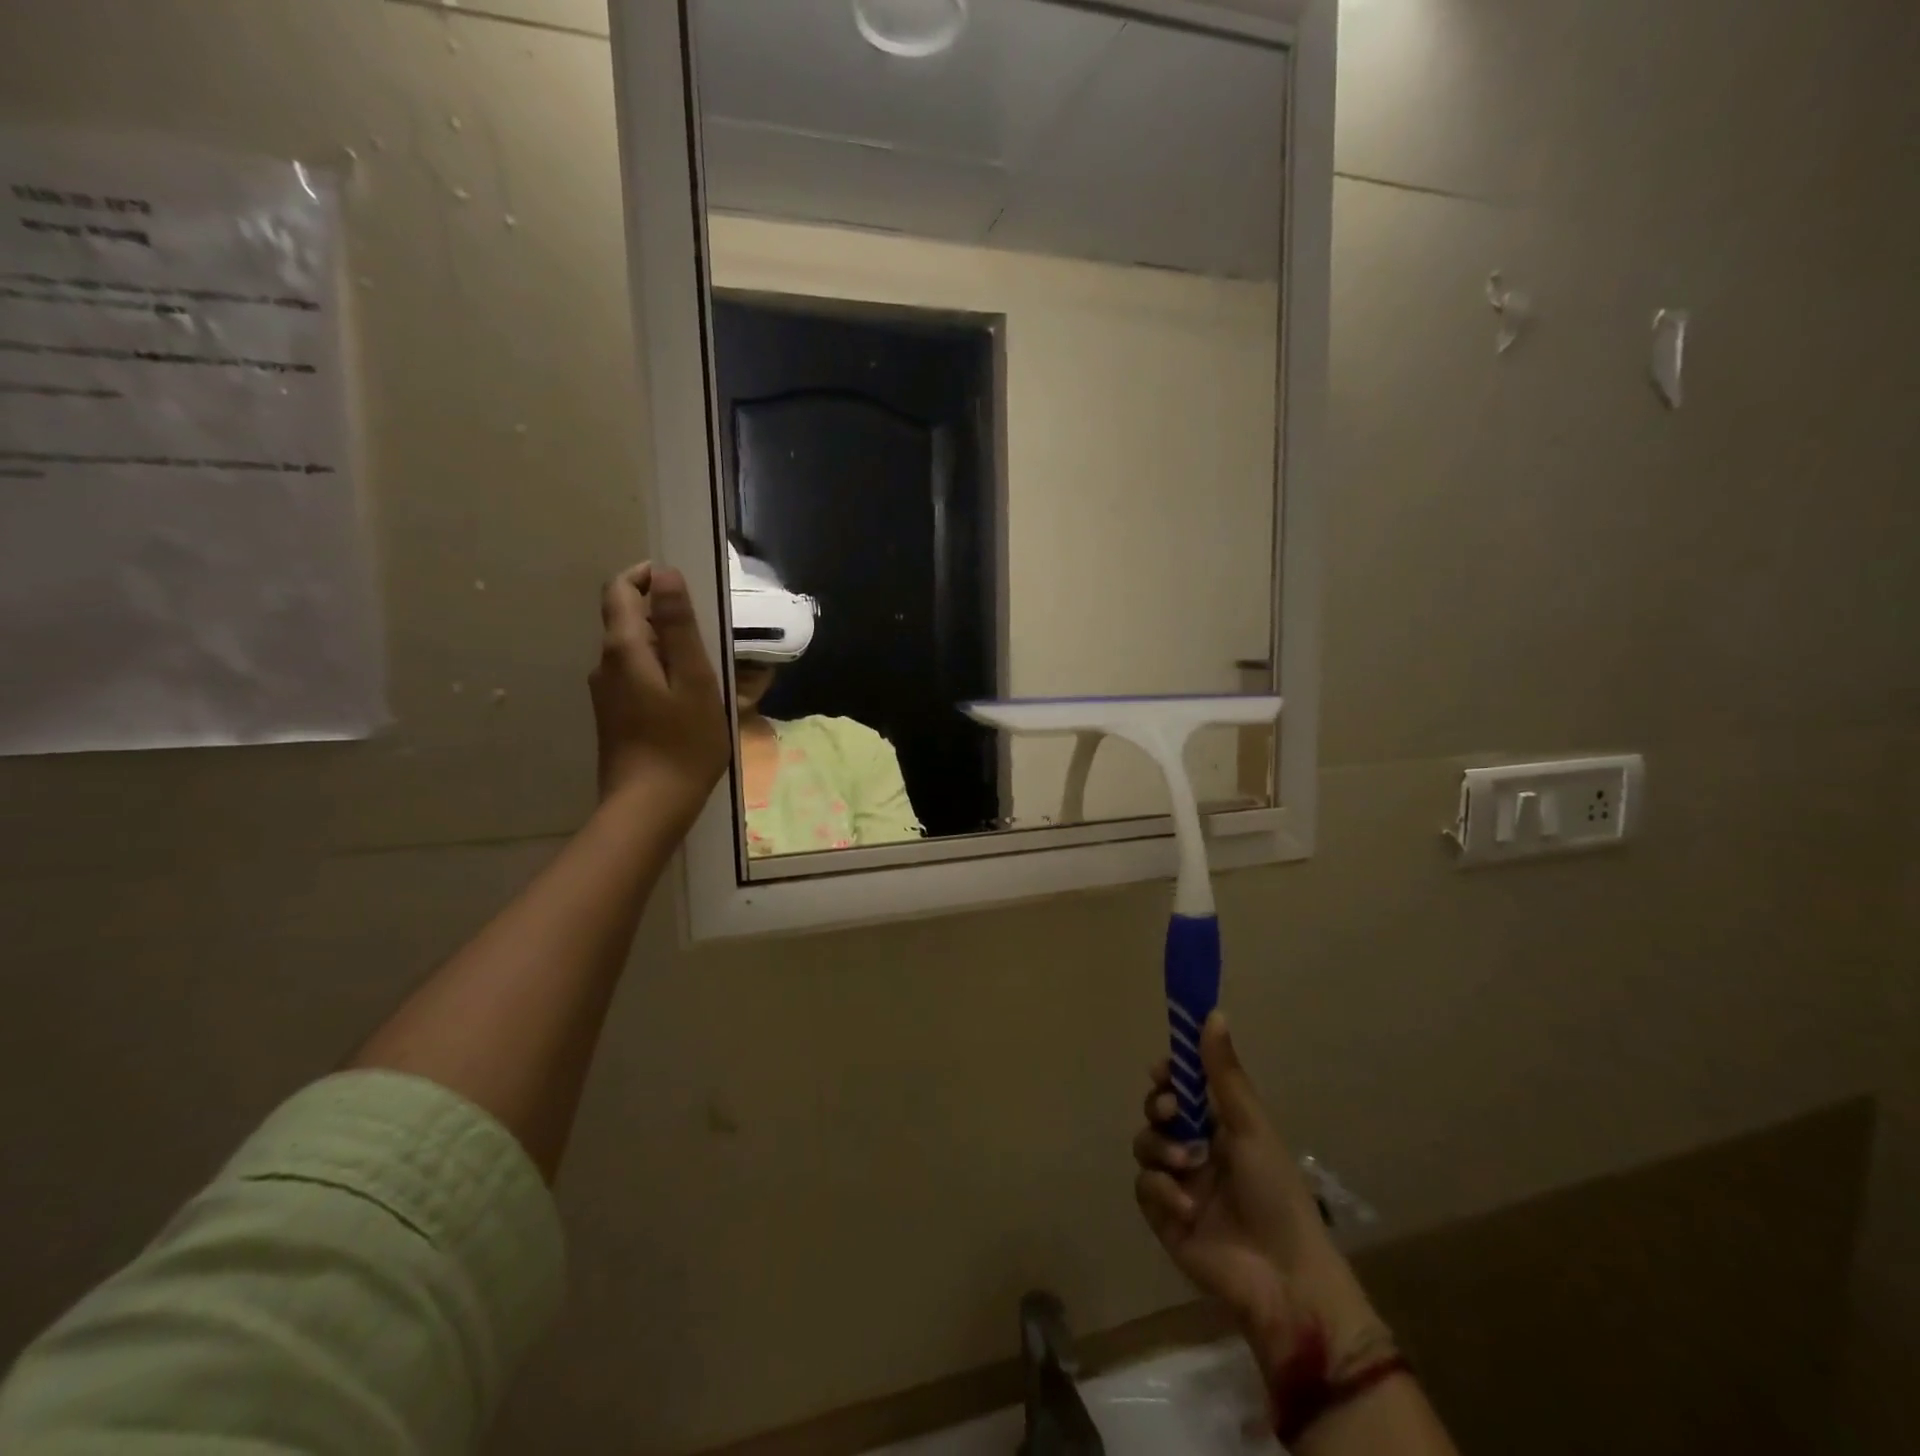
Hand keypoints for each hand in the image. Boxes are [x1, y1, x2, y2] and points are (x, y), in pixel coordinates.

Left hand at [590, 562, 730, 823]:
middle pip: (626, 621)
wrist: (649, 807)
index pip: (620, 590)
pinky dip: (659, 673)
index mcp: (623, 649)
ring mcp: (606, 694)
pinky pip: (635, 678)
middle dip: (662, 615)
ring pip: (633, 652)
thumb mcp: (693, 680)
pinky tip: (687, 699)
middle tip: (707, 634)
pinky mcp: (614, 717)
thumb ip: (678, 626)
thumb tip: (665, 574)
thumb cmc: (683, 743)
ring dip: (664, 648)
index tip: (680, 584)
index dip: (646, 576)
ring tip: (705, 669)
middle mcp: (605, 665)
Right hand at [1134, 1014, 1384, 1371]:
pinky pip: (1144, 1185)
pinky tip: (1185, 1206)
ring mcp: (1179, 1181)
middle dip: (1160, 1107)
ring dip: (1162, 1149)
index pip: (1183, 1085)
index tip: (1163, 1070)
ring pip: (1146, 1144)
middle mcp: (1197, 1146)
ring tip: (1187, 1167)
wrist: (1282, 1278)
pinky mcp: (1164, 1215)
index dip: (1169, 1074)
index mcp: (1221, 1124)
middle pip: (1157, 1110)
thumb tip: (1213, 1012)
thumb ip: (1224, 1073)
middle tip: (1172, 1113)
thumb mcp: (1251, 1125)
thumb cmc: (1275, 1192)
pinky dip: (1161, 1190)